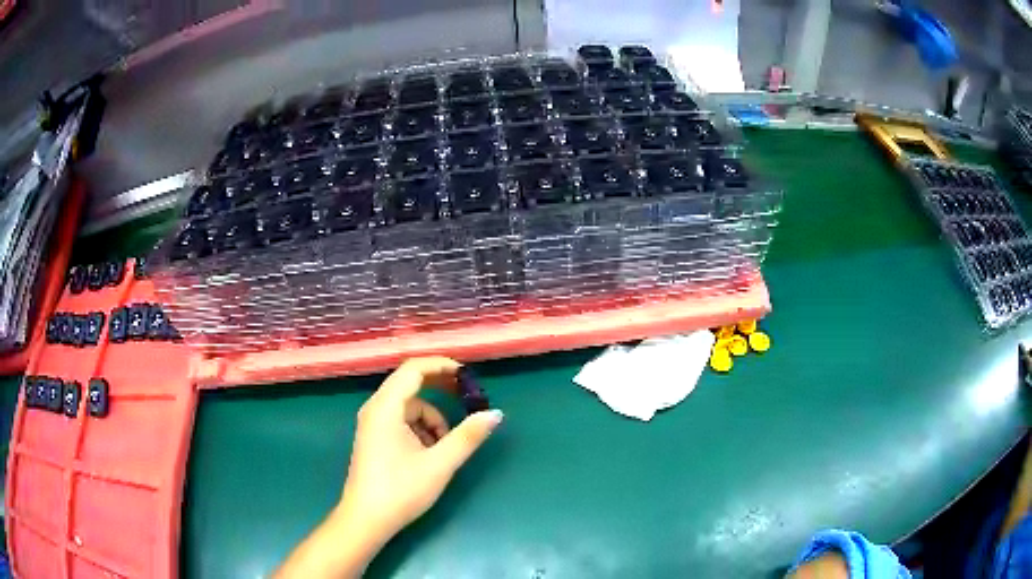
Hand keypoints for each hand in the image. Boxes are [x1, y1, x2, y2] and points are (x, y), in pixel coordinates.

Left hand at [275, 357, 502, 578]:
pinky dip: (420, 429)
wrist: (366, 520)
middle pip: (409, 383)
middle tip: (467, 398)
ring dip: (432, 418)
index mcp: (386, 407)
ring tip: (447, 445)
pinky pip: (401, 421)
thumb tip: (495, 414)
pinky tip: (430, 453)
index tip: (468, 376)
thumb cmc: (401, 490)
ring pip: (408, 407)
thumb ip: (468, 436)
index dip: (442, 365)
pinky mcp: (374, 439)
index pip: (414, 369)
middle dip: (440, 388)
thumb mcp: (440, 464)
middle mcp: (375, 409)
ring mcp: (372, 424)